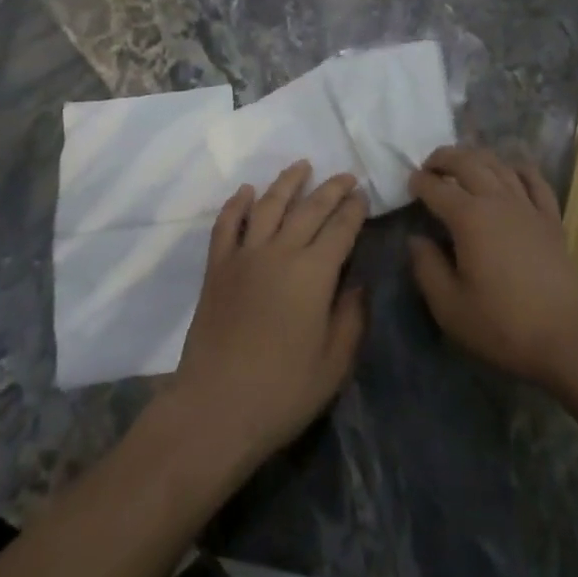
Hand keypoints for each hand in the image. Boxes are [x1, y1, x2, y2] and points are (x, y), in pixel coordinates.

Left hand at [165, 163, 367, 473]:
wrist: (214, 410)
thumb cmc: (282, 393)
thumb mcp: (333, 364)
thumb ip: (351, 318)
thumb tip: (358, 282)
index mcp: (314, 274)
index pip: (341, 228)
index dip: (354, 209)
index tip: (363, 194)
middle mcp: (280, 252)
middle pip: (310, 208)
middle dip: (331, 188)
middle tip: (346, 175)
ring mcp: (244, 257)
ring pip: (268, 205)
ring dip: (287, 182)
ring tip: (302, 166)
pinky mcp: (217, 268)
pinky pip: (226, 224)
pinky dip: (237, 203)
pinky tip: (246, 191)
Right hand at [408, 146, 577, 393]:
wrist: (566, 336)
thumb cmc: (502, 324)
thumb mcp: (450, 307)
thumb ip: (427, 268)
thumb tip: (416, 240)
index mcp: (469, 218)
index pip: (437, 188)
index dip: (420, 182)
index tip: (409, 183)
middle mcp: (497, 200)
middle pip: (468, 162)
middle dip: (444, 158)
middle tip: (429, 165)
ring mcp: (527, 205)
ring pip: (499, 164)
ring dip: (476, 157)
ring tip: (462, 164)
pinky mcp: (550, 217)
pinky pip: (534, 179)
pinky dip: (518, 168)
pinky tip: (511, 170)